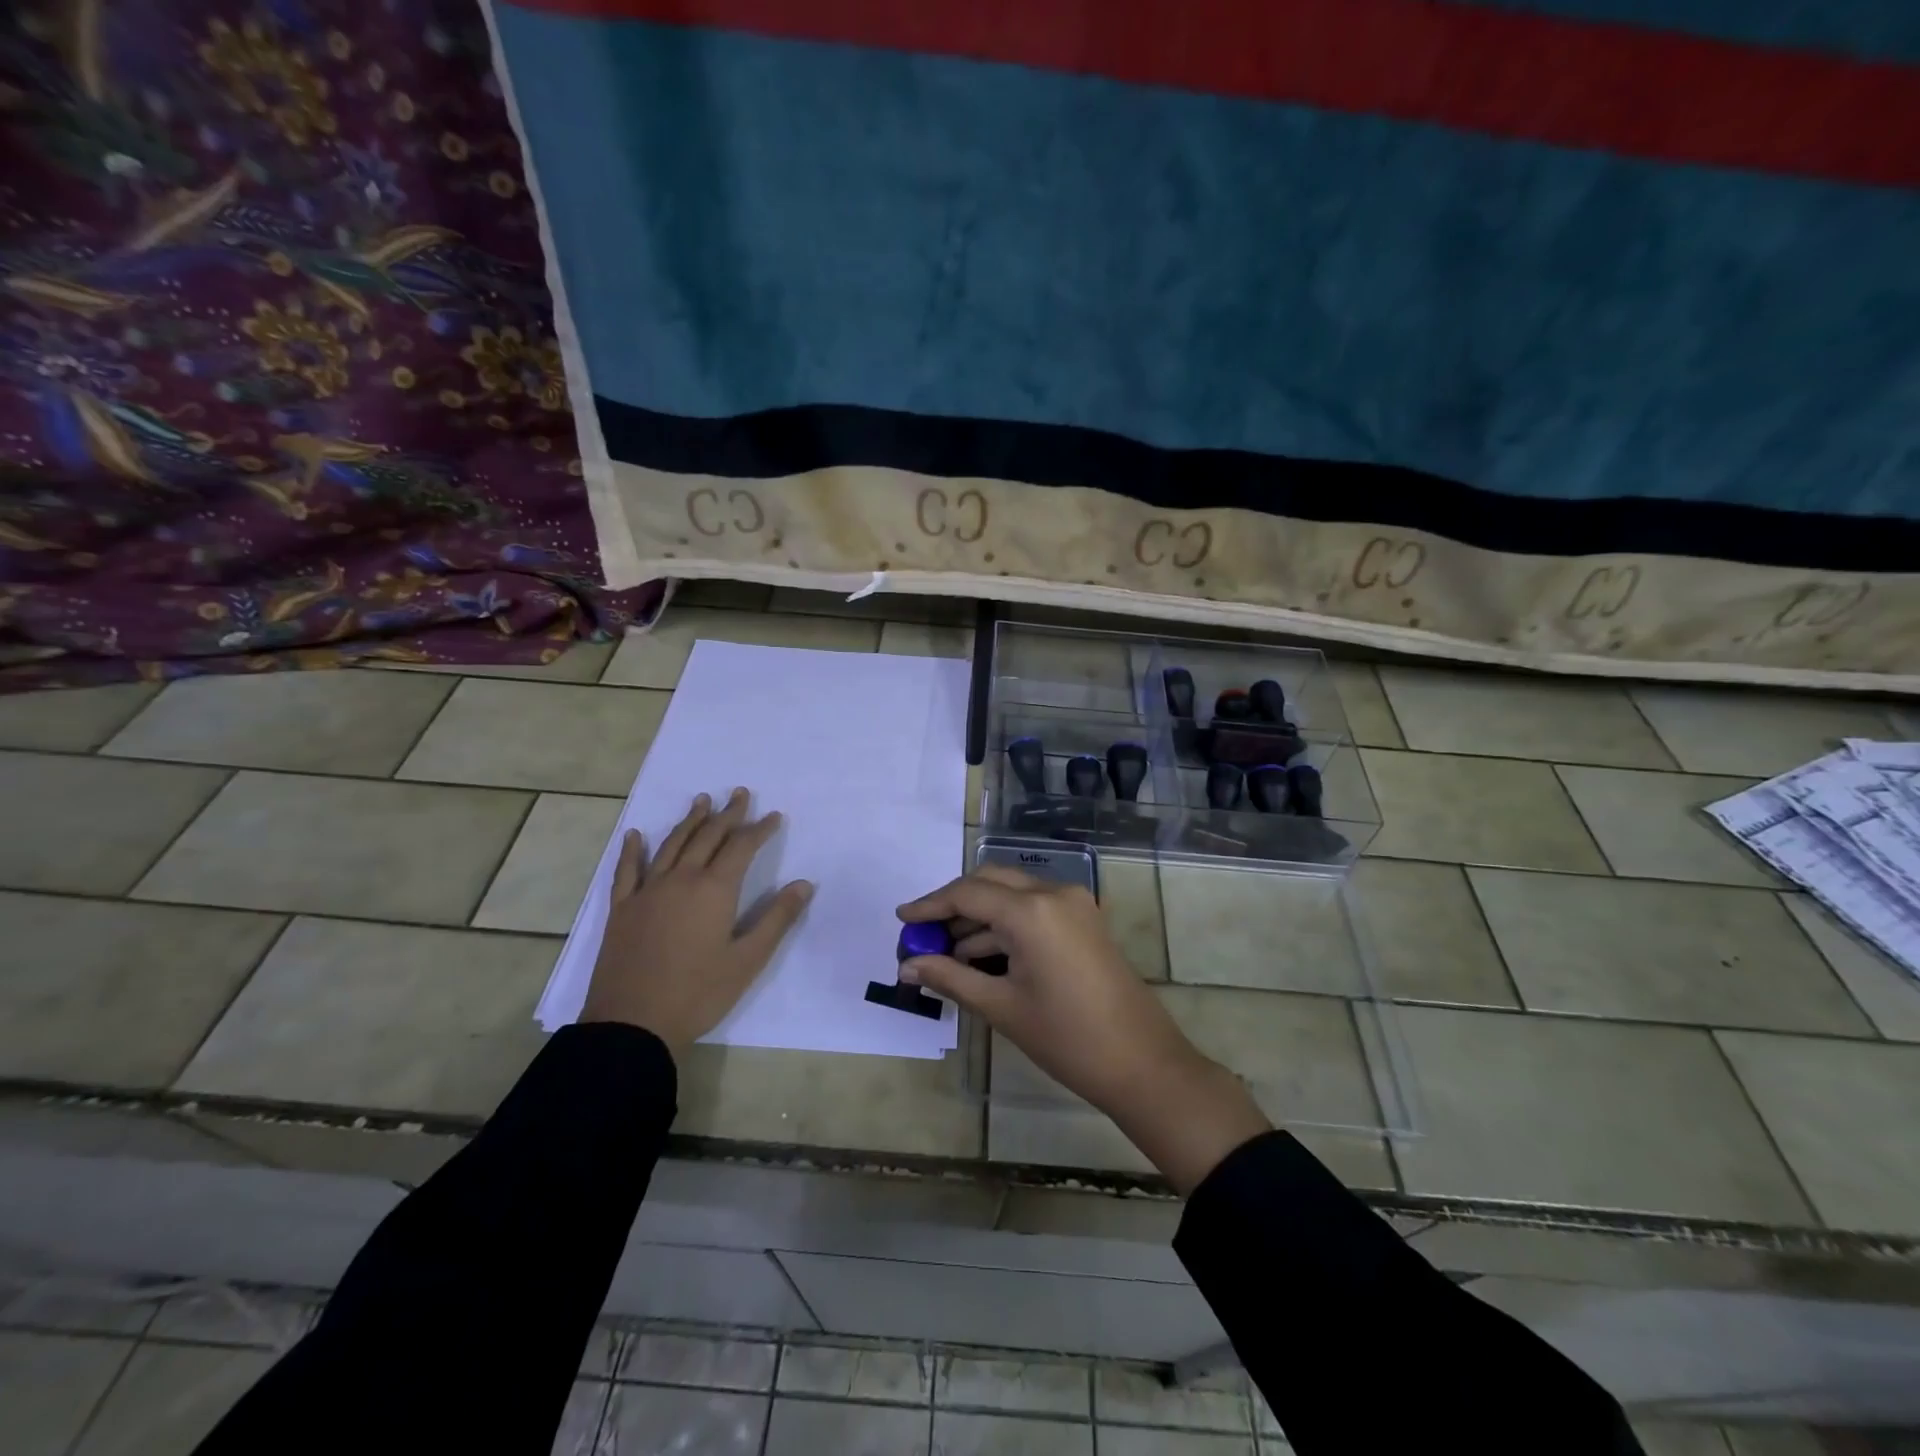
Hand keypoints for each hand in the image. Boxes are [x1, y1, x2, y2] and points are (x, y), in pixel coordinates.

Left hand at [580, 789, 812, 1059]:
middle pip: (708, 837)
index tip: (774, 816)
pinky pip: (627, 870)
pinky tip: (636, 834)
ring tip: (702, 800)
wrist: (632, 1024)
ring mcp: (647, 891)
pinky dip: (633, 850)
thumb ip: (777, 918)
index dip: (760, 829)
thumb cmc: (698, 993)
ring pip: (672, 845)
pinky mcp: (622, 909)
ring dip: (689, 821)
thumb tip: (804, 883)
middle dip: (727, 814)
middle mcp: (681, 879)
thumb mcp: (748, 960)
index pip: (742, 847)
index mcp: (714, 890)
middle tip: (740, 794)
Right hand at [896, 867, 1269, 1193]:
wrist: (1142, 1063)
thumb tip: (908, 967)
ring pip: (1012, 896)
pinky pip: (1033, 910)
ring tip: (946, 955)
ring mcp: (1074, 904)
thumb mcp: (1001, 1007)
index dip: (930, 905)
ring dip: (978, 918)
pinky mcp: (1084, 920)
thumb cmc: (1066, 1038)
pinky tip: (982, 956)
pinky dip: (1005, 926)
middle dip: (953, 906)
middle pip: (989, 883)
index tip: (901, 918)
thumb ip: (950, 978)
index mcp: (1031, 911)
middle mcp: (1053, 893)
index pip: (967, 894)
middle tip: (923, 935)